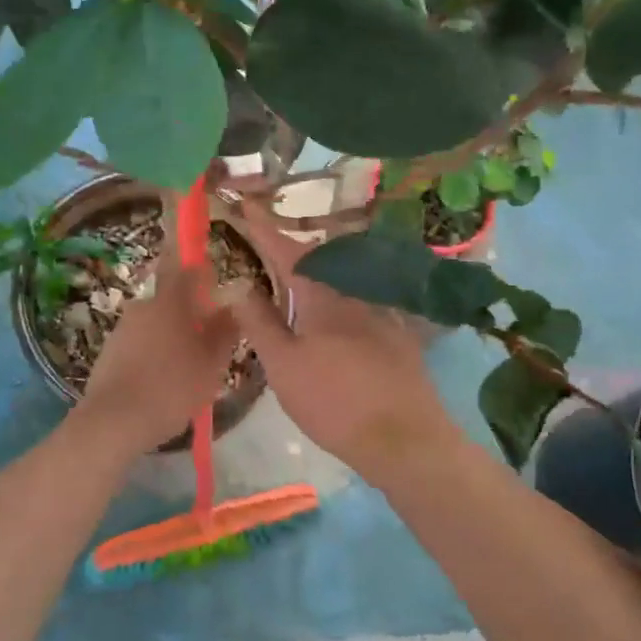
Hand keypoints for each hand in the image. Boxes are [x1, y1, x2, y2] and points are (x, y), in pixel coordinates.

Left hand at [77, 245, 240, 457]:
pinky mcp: (109, 351)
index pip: (188, 268)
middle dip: (191, 316)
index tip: (216, 287)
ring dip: (172, 338)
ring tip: (187, 371)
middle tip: (208, 344)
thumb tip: (232, 306)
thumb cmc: (171, 387)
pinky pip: (140, 345)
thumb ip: (224, 331)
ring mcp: (122, 328)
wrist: (114, 421)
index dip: (203, 273)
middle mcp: (143, 306)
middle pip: (172, 301)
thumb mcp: (211, 363)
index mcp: (170, 301)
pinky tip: (162, 384)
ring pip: (156, 325)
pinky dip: (153, 356)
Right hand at [227, 202, 461, 480]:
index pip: (286, 250)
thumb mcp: (283, 366)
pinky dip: (336, 295)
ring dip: (313, 272)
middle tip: (264, 245)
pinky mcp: (397, 332)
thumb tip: (235, 283)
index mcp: (322, 296)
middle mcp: (354, 292)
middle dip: (289, 249)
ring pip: (340, 280)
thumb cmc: (333, 403)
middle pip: (316, 259)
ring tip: (291, 279)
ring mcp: (381, 310)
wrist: (404, 439)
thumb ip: (259, 322)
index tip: (245, 202)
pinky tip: (332, 313)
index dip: (263, 226)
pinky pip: (359, 300)